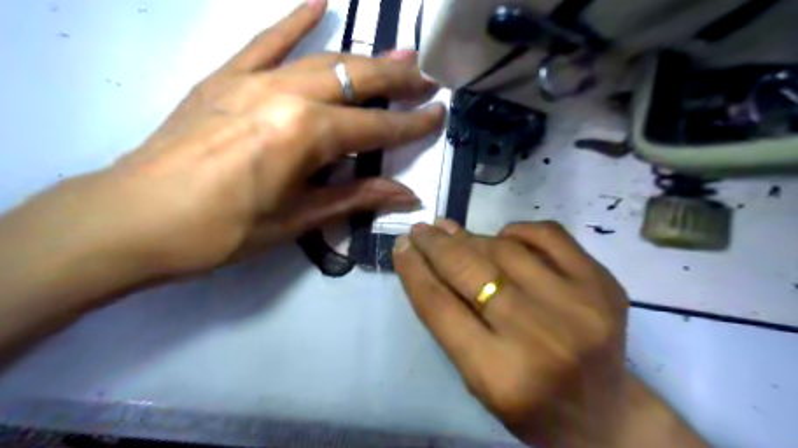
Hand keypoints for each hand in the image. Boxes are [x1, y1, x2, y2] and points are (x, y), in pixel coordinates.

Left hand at [102, 0, 441, 274]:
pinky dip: (293, 21)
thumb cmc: (225, 229)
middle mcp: (287, 95)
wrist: (136, 218)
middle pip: (356, 81)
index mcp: (307, 135)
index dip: (412, 125)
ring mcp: (253, 80)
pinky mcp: (225, 77)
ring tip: (397, 56)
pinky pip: (264, 41)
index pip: (376, 128)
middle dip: (397, 82)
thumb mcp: (299, 218)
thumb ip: (356, 197)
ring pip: (322, 60)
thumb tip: (407, 196)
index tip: (439, 114)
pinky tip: (319, 2)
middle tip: (427, 79)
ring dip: (364, 59)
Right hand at [393, 221, 684, 447]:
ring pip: (506, 247)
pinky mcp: (603, 284)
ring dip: (473, 238)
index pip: (439, 306)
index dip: (414, 270)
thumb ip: (451, 321)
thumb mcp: (477, 377)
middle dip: (436, 244)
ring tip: (456, 235)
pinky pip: (549, 234)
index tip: (401, 246)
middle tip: (421, 230)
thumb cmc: (529, 403)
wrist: (604, 414)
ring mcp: (578, 305)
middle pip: (470, 270)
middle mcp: (538, 336)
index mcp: (499, 374)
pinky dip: (518, 231)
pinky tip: (505, 238)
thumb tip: (430, 260)